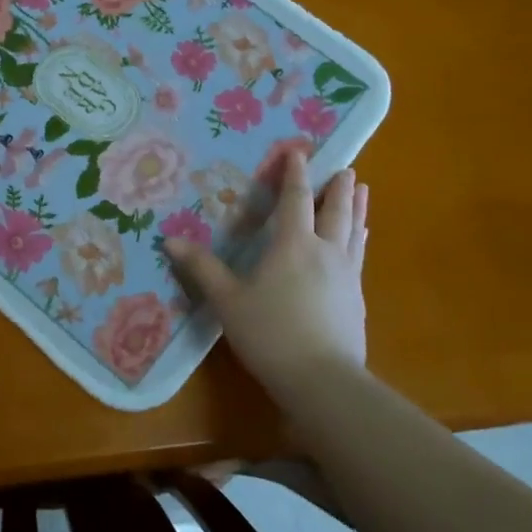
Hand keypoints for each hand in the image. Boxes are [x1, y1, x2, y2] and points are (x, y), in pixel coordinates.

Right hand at [165, 151, 369, 386]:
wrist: (322, 380)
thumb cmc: (269, 334)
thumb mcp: (227, 301)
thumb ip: (202, 269)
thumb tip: (170, 239)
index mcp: (293, 244)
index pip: (295, 199)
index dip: (295, 174)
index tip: (299, 151)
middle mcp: (325, 251)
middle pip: (335, 210)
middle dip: (337, 187)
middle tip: (346, 167)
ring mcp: (346, 274)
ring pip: (354, 230)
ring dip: (356, 207)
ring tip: (362, 190)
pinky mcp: (357, 298)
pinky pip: (359, 255)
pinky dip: (359, 238)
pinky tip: (360, 241)